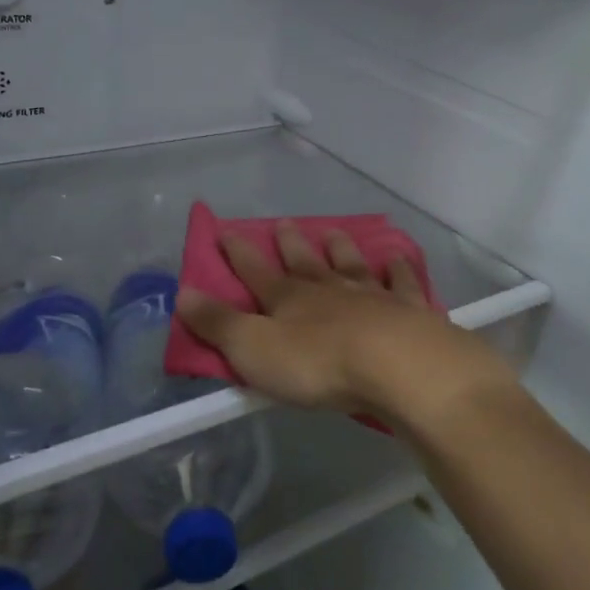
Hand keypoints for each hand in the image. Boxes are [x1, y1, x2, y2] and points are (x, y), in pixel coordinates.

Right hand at [175, 220, 505, 422]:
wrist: (397, 366)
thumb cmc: (318, 364)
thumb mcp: (254, 349)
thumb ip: (219, 324)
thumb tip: (182, 293)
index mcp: (289, 300)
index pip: (255, 271)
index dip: (238, 252)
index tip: (224, 230)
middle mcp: (328, 289)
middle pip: (305, 261)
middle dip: (291, 244)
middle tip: (284, 222)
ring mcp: (371, 296)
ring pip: (351, 265)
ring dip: (341, 248)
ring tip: (334, 232)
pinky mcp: (407, 311)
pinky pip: (400, 283)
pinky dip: (397, 270)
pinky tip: (397, 258)